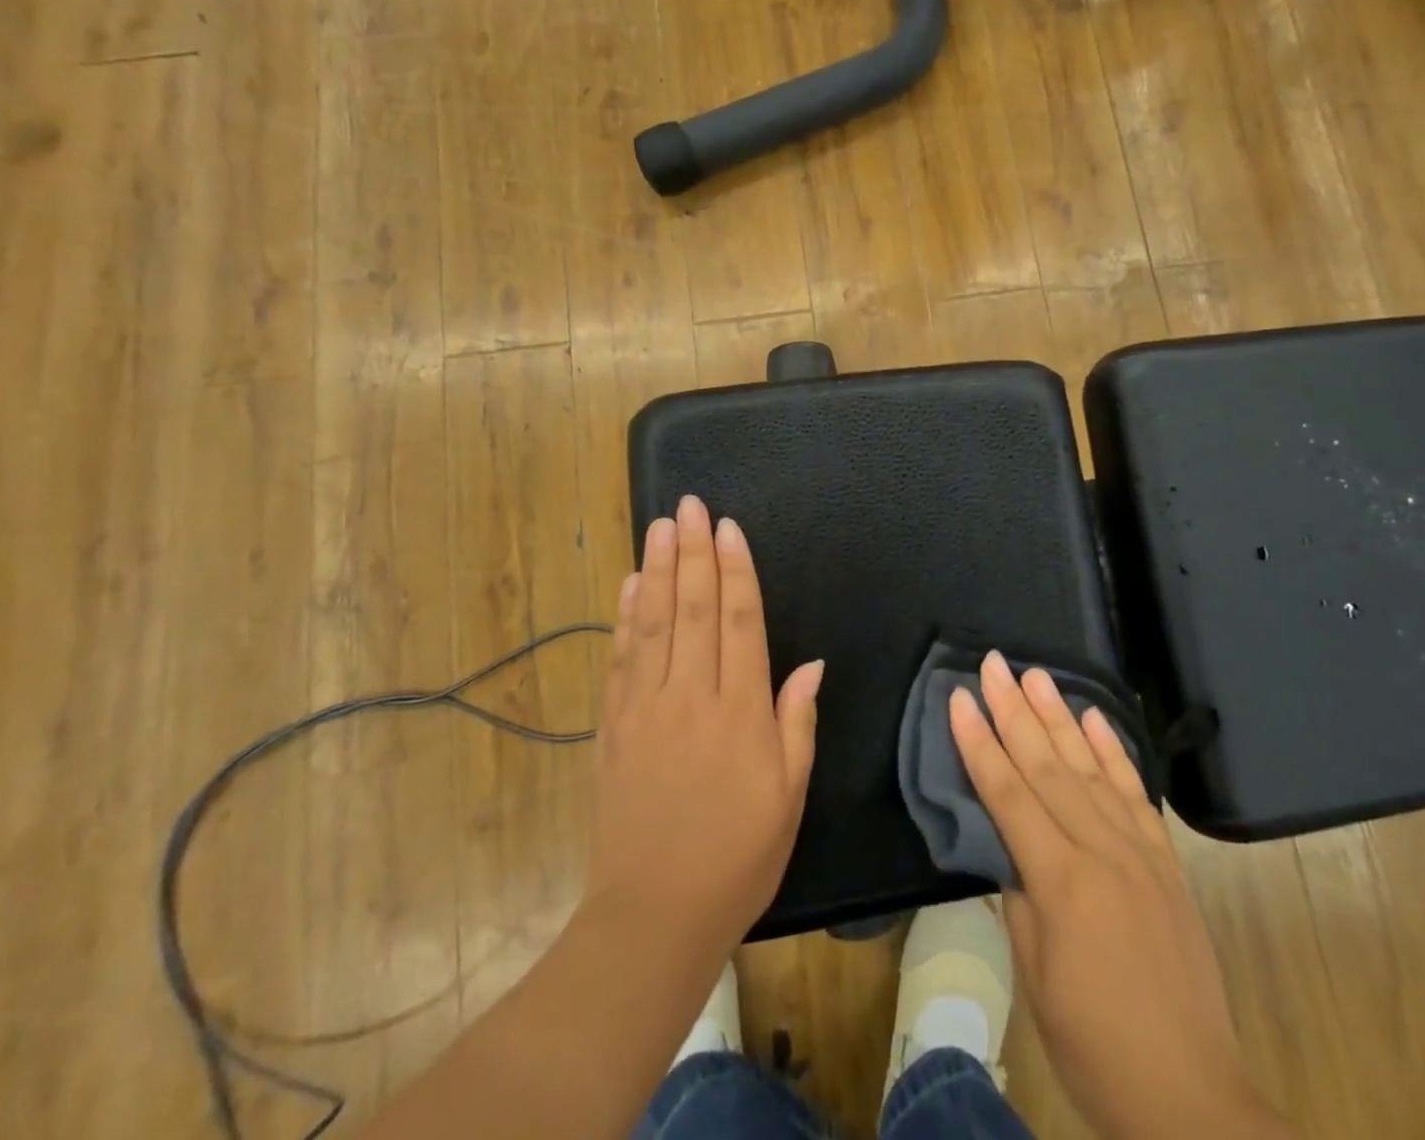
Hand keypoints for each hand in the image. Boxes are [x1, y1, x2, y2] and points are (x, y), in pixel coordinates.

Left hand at [585, 495, 822, 964]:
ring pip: (653, 623)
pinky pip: (621, 660)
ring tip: (659, 526)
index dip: (735, 570)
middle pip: (693, 608)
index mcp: (740, 711)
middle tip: (688, 506)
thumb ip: (796, 721)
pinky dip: (624, 618)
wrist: (652, 917)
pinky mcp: (614, 728)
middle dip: (692, 552)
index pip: (739, 621)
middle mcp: (691, 696)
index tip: (727, 528)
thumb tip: (810, 663)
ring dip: (657, 570)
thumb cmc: (738, 856)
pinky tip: (630, 587)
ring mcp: (645, 709)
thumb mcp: (789, 794)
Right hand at [950, 653, 1290, 1138]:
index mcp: (1061, 882)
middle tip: (994, 664)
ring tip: (1036, 674)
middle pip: (1047, 765)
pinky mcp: (1166, 861)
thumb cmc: (1095, 1046)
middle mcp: (1101, 851)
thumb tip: (1012, 850)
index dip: (979, 743)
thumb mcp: (1036, 978)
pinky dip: (1113, 750)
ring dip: (1059, 716)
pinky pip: (1134, 792)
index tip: (960, 698)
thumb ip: (1020, 900)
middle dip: (1014, 710)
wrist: (1192, 1096)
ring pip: (1089, 766)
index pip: (1008, 794)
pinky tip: (1094, 717)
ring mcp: (1139, 851)